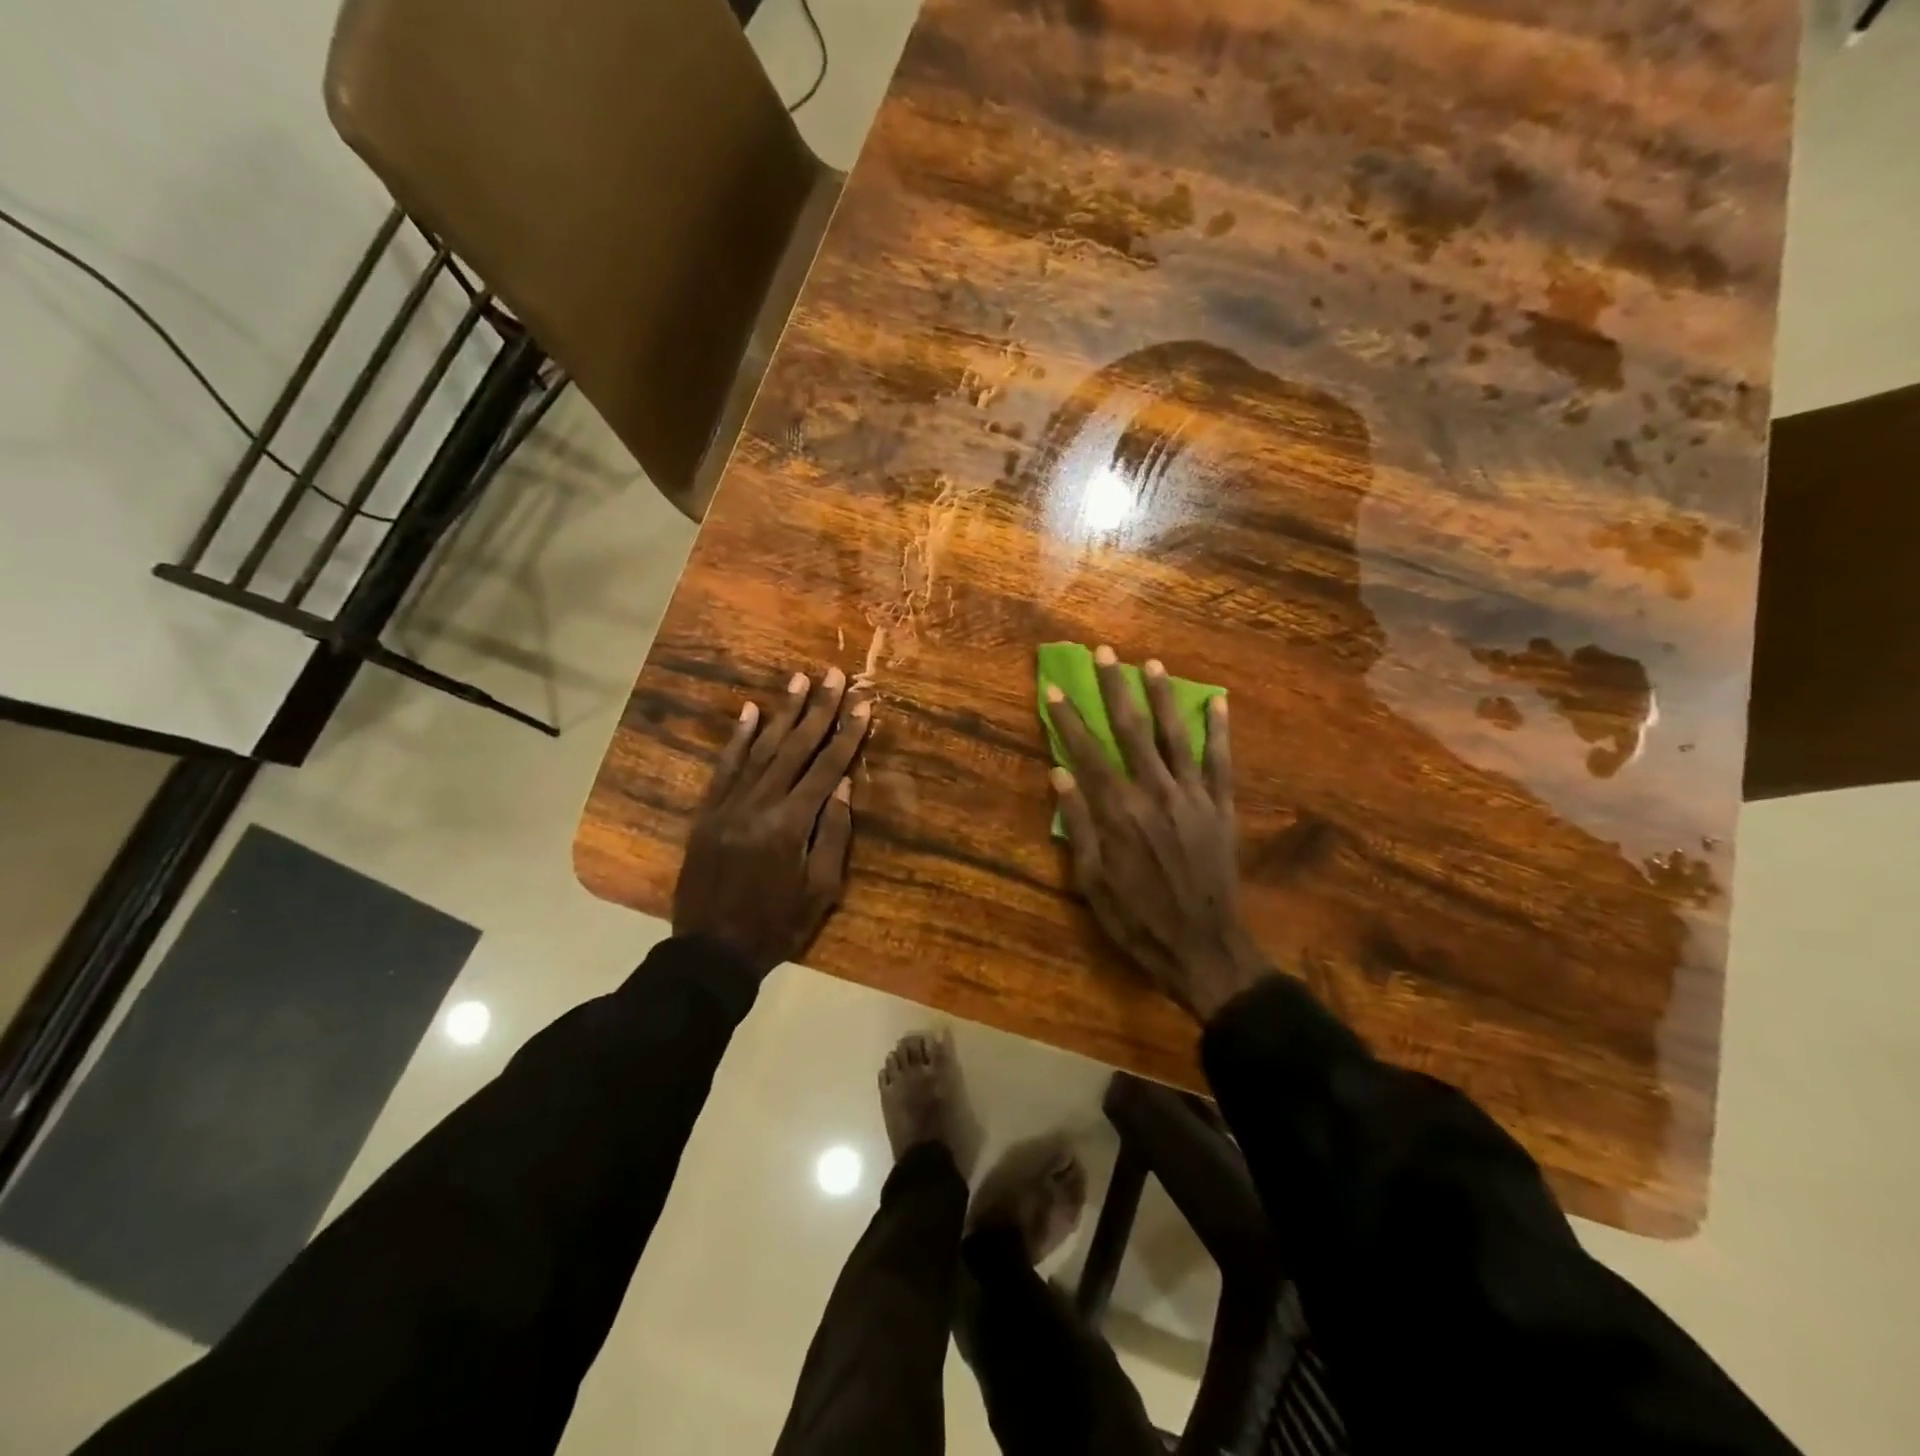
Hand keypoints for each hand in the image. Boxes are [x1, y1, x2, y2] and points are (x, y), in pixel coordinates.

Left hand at [673, 667, 870, 974]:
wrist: (711, 950)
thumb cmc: (778, 925)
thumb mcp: (822, 890)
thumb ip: (835, 834)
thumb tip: (845, 785)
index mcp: (793, 825)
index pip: (827, 768)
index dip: (848, 734)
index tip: (863, 703)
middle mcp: (760, 804)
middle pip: (795, 747)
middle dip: (818, 709)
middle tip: (832, 674)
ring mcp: (728, 805)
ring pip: (761, 749)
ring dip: (782, 713)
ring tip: (798, 679)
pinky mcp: (707, 811)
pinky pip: (724, 767)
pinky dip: (738, 738)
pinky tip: (750, 711)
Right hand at [1046, 647, 1267, 1020]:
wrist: (1204, 947)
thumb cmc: (1137, 919)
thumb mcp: (1092, 881)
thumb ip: (1079, 823)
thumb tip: (1059, 773)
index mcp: (1119, 812)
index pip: (1087, 753)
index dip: (1069, 719)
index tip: (1055, 689)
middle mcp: (1156, 793)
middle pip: (1131, 730)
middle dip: (1115, 688)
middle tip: (1105, 653)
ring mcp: (1193, 797)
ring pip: (1175, 735)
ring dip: (1163, 697)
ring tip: (1152, 665)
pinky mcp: (1221, 808)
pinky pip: (1220, 761)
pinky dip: (1219, 730)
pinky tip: (1217, 702)